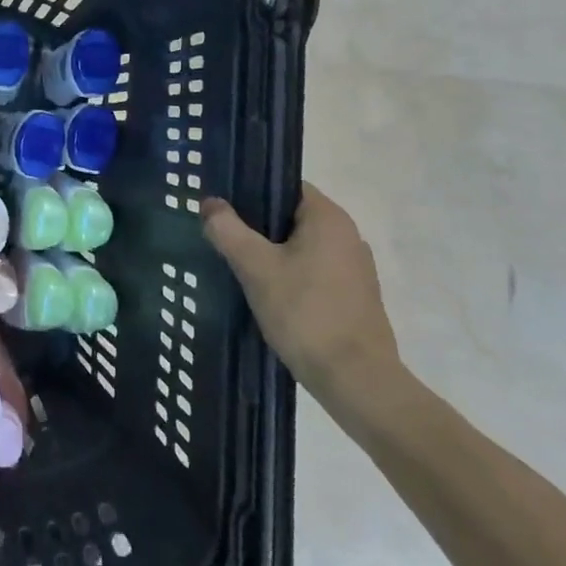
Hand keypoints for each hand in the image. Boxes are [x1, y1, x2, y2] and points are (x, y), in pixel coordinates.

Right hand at [201, 184, 399, 404]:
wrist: (356, 379)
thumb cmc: (305, 313)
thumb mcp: (255, 267)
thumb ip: (228, 230)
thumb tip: (210, 203)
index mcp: (329, 218)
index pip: (285, 186)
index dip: (251, 192)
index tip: (222, 208)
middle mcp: (348, 235)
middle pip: (291, 217)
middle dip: (256, 226)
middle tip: (221, 238)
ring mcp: (355, 268)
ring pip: (301, 246)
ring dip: (271, 253)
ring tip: (238, 268)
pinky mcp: (354, 296)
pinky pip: (313, 271)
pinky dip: (289, 276)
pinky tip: (266, 294)